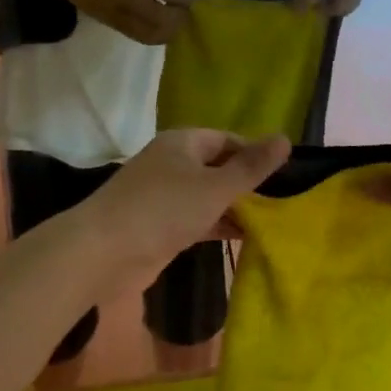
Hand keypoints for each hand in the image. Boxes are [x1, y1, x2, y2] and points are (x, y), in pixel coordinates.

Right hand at [56, 0, 196, 43]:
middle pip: (163, 17)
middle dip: (181, 16)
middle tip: (186, 9)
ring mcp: (118, 15)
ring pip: (153, 34)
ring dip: (171, 30)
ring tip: (176, 20)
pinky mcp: (113, 26)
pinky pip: (141, 37)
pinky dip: (157, 35)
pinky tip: (163, 27)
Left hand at [83, 129, 290, 279]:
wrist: (104, 252)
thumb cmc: (163, 209)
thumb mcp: (215, 187)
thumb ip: (251, 167)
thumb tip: (286, 138)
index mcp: (183, 143)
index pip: (227, 139)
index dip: (255, 153)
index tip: (286, 174)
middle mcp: (173, 163)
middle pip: (217, 167)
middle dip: (247, 183)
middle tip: (285, 202)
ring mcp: (164, 195)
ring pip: (208, 195)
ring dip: (235, 207)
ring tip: (273, 222)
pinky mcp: (160, 225)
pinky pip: (197, 219)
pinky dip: (218, 225)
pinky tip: (244, 239)